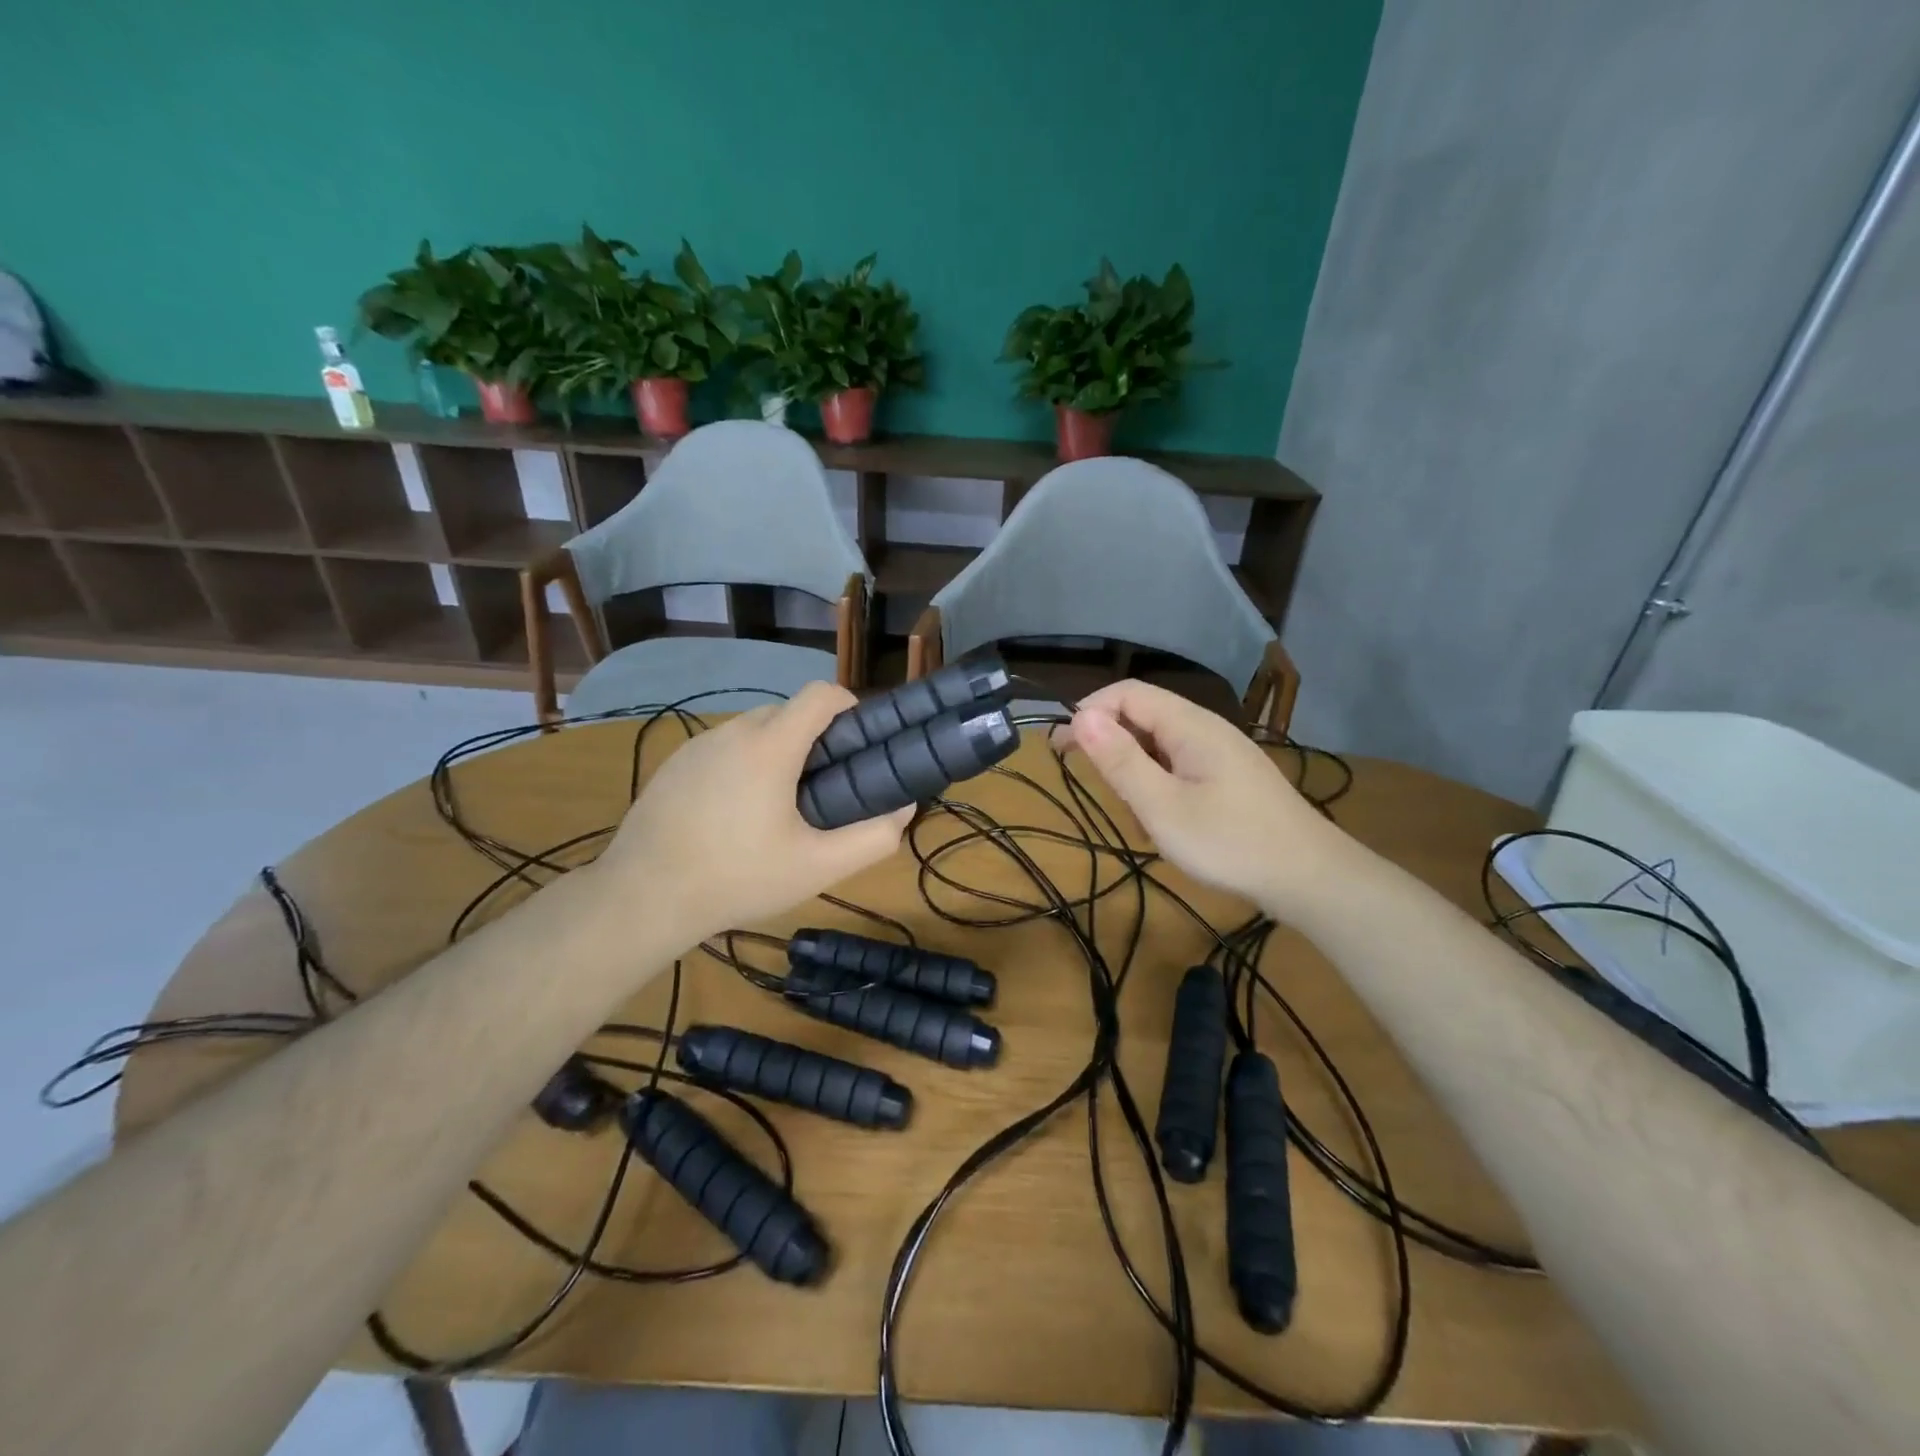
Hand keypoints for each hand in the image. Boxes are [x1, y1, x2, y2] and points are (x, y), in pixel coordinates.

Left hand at [599, 682, 910, 945]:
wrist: (642, 898)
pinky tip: (733, 815)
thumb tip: (903, 808)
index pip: (820, 694)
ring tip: (778, 806)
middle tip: (824, 787)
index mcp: (770, 747)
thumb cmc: (737, 878)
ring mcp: (697, 746)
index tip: (859, 743)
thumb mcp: (816, 868)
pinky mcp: (673, 765)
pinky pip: (722, 749)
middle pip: (788, 712)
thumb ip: (871, 838)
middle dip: (814, 738)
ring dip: (776, 752)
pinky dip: (742, 765)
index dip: (849, 707)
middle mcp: (734, 732)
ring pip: (753, 730)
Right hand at [1051, 680, 1351, 916]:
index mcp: (1189, 725)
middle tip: (1082, 775)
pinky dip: (1156, 780)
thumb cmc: (1229, 842)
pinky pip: (1179, 763)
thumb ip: (1120, 760)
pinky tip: (1160, 815)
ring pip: (1159, 742)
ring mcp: (1220, 752)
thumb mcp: (1162, 806)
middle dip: (1107, 739)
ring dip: (1132, 765)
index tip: (1060, 748)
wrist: (1309, 877)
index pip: (1127, 694)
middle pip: (1143, 714)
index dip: (1088, 712)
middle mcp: (1205, 728)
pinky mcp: (1229, 776)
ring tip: (1128, 808)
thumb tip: (1080, 716)